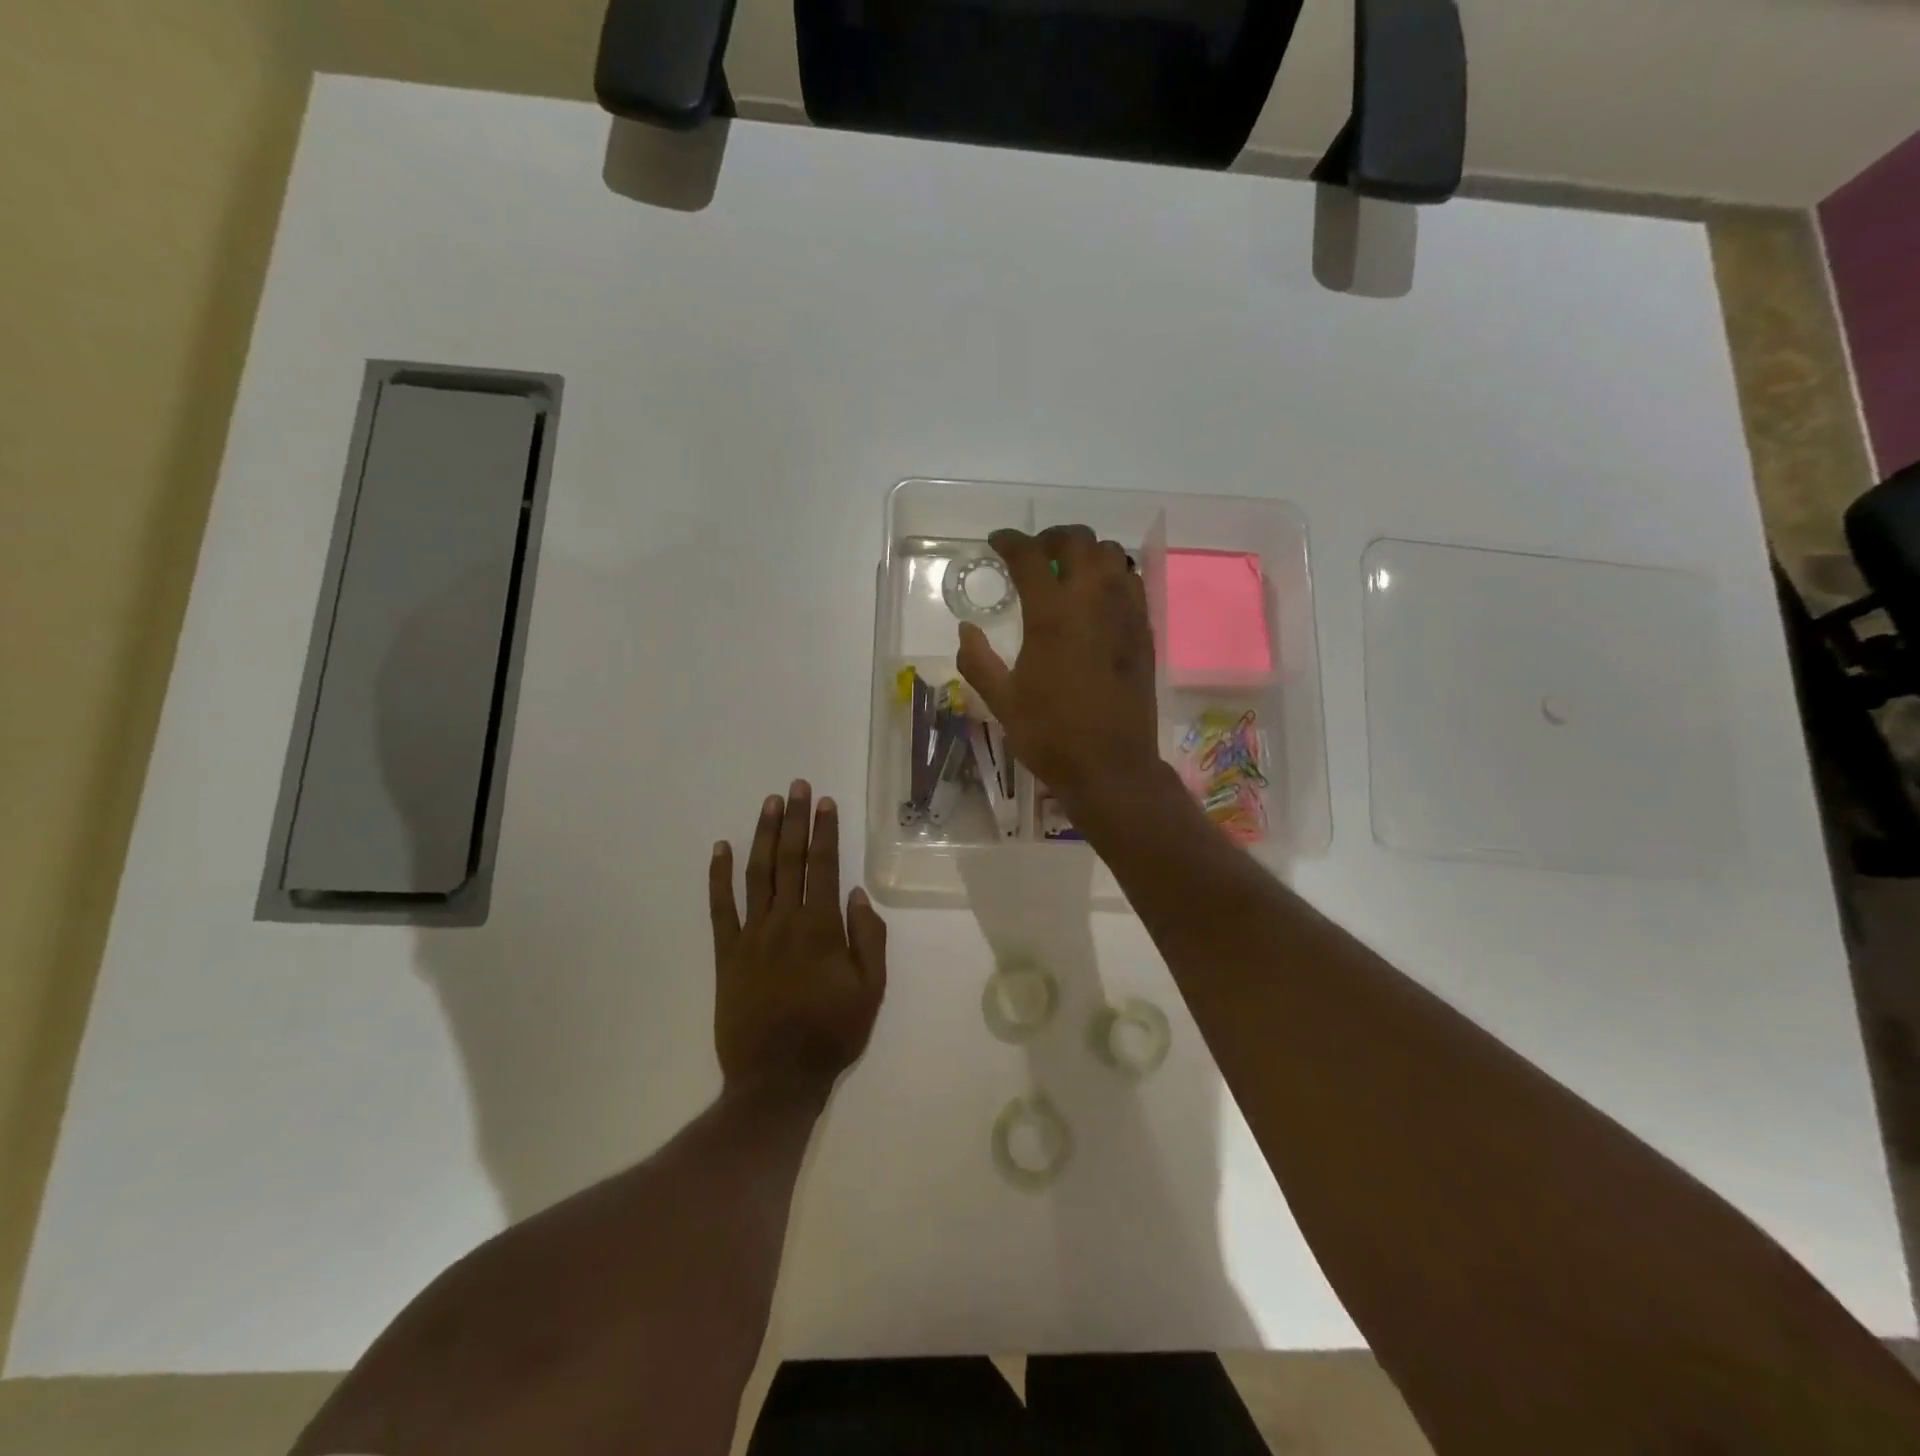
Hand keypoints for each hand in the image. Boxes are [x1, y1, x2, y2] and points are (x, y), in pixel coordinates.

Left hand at [709, 781, 887, 1096]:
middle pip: (789, 859)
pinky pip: (720, 908)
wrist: (776, 1079)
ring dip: (763, 835)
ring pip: (757, 874)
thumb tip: (859, 894)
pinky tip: (720, 849)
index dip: (824, 831)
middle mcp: (785, 921)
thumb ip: (869, 939)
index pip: (824, 866)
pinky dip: (719, 876)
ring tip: (769, 804)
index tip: (824, 802)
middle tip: (795, 786)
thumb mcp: (871, 991)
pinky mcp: (727, 954)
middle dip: (794, 820)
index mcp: (822, 928)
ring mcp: (751, 935)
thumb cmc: (831, 1034)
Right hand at [956, 525, 1162, 815]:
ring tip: (1068, 572)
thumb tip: (966, 629)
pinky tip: (1097, 598)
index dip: (1010, 541)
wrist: (1111, 766)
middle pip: (1079, 541)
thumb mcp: (1002, 701)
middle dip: (1052, 537)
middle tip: (1035, 554)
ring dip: (1086, 553)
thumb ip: (977, 660)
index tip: (997, 542)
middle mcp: (1093, 602)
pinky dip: (1112, 575)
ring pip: (1112, 555)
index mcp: (1052, 615)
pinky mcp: (1144, 632)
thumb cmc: (1051, 735)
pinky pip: (1132, 582)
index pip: (1030, 556)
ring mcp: (1125, 614)